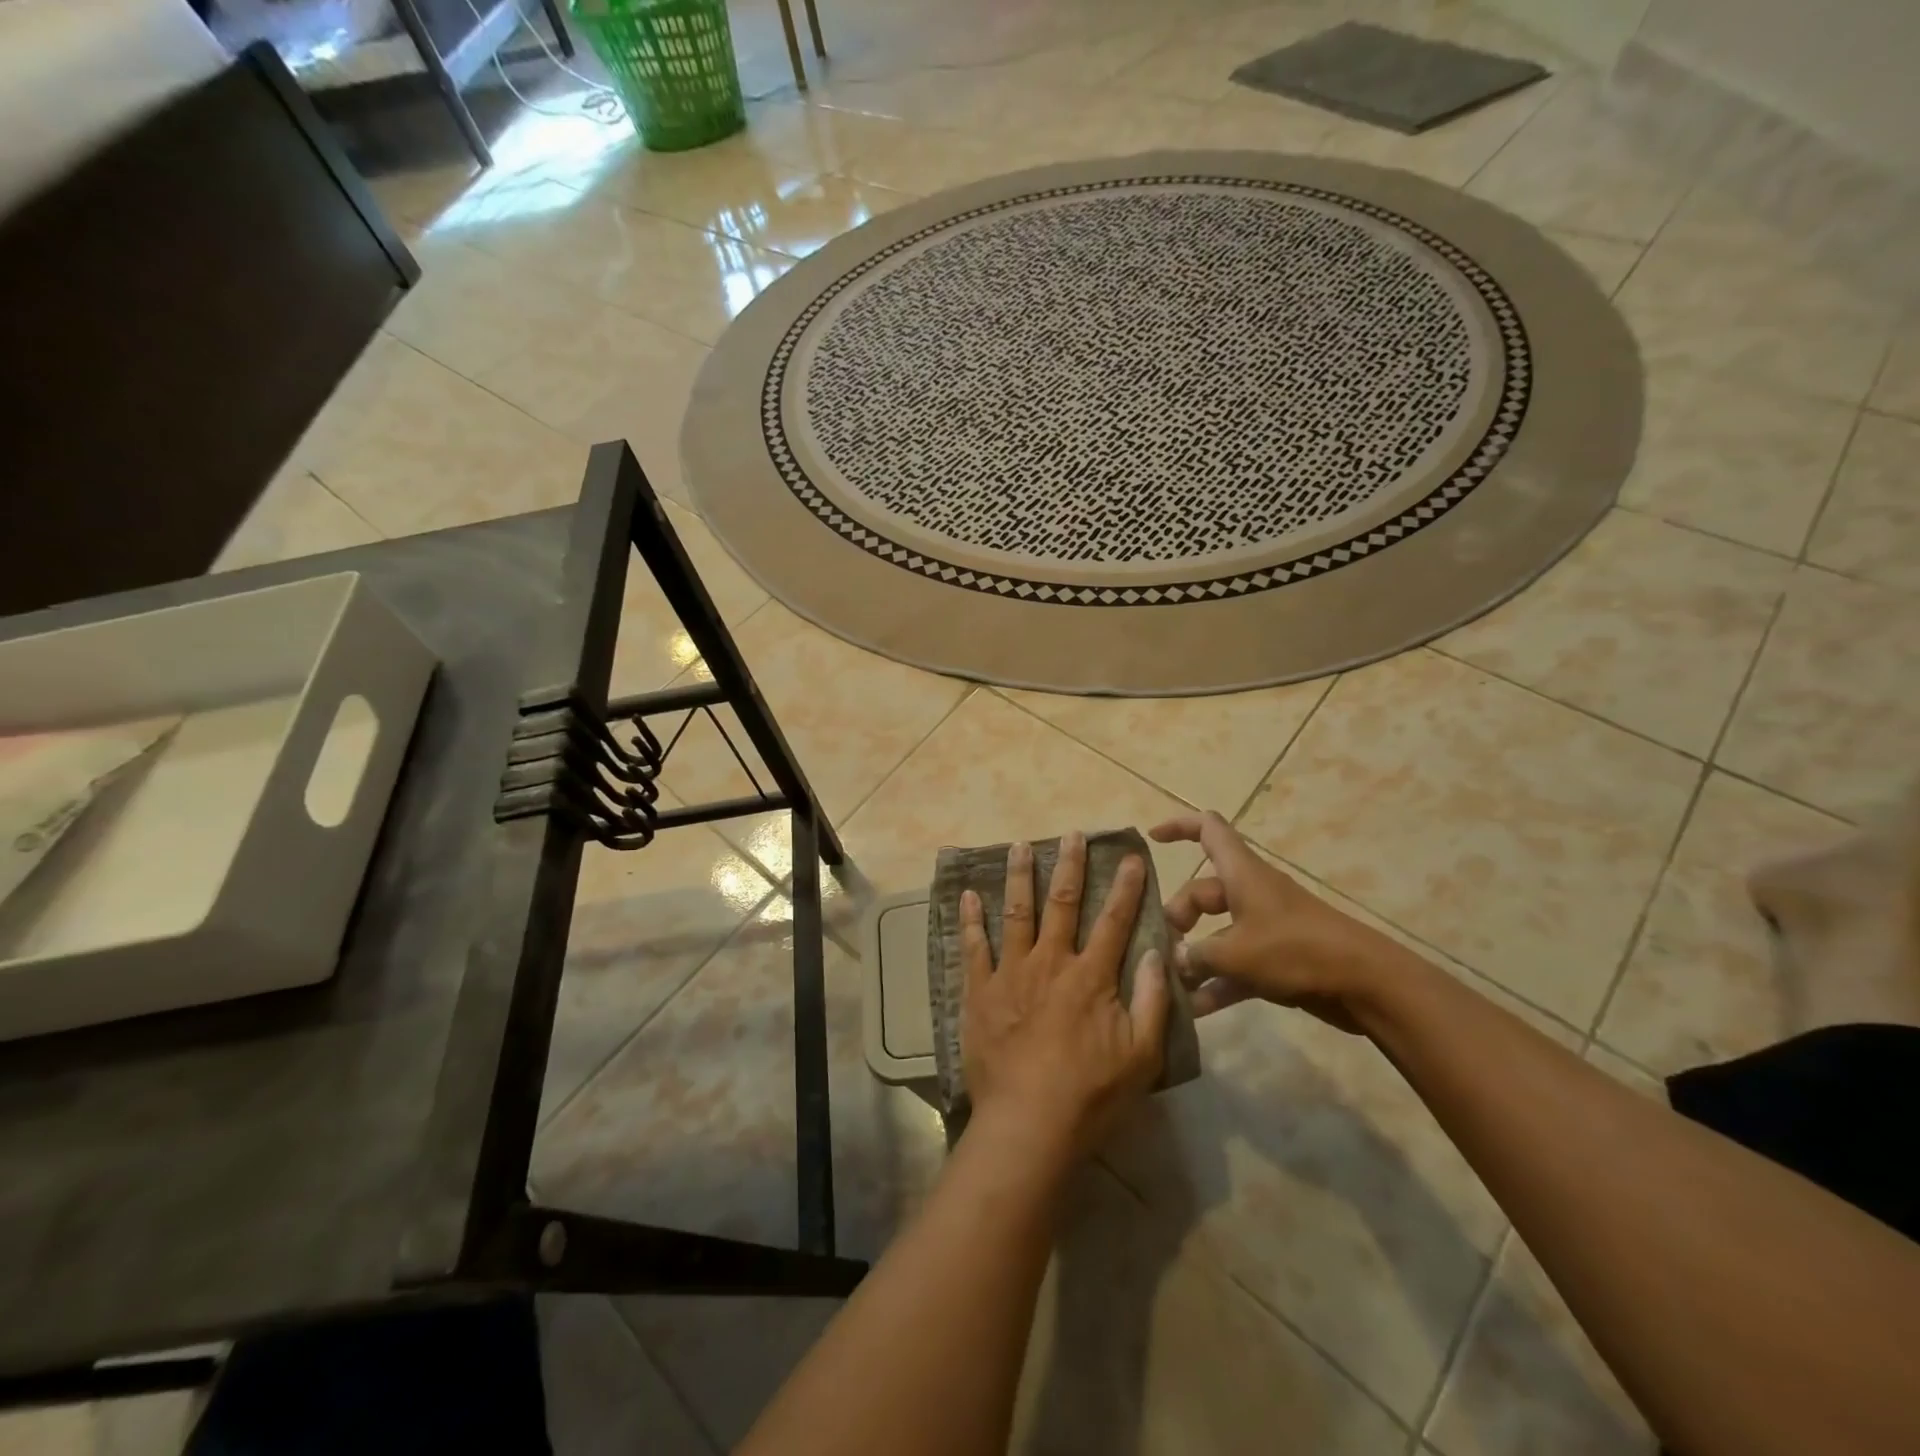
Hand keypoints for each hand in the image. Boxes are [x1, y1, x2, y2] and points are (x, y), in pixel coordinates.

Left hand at [960, 832, 1170, 1161]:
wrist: (1028, 1124)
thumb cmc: (1091, 1094)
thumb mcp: (1143, 1055)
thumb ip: (1154, 1000)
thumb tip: (1159, 952)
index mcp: (1091, 976)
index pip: (1114, 920)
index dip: (1125, 887)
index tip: (1129, 857)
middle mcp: (1051, 962)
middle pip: (1062, 903)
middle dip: (1069, 865)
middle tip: (1071, 834)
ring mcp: (1011, 973)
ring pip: (1016, 912)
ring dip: (1019, 876)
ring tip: (1019, 845)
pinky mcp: (980, 991)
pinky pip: (973, 947)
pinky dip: (971, 919)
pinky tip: (968, 894)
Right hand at [1148, 811, 1418, 1031]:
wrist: (1366, 984)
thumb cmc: (1296, 951)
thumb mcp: (1236, 953)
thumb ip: (1197, 955)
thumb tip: (1174, 958)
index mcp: (1242, 874)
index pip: (1208, 830)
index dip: (1179, 826)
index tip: (1152, 839)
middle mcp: (1251, 893)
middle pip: (1203, 892)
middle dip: (1179, 916)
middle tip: (1162, 946)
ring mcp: (1265, 927)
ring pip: (1218, 932)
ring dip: (1195, 956)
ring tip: (1169, 983)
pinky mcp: (1277, 958)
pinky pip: (1236, 965)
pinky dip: (1218, 983)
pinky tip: (1196, 1010)